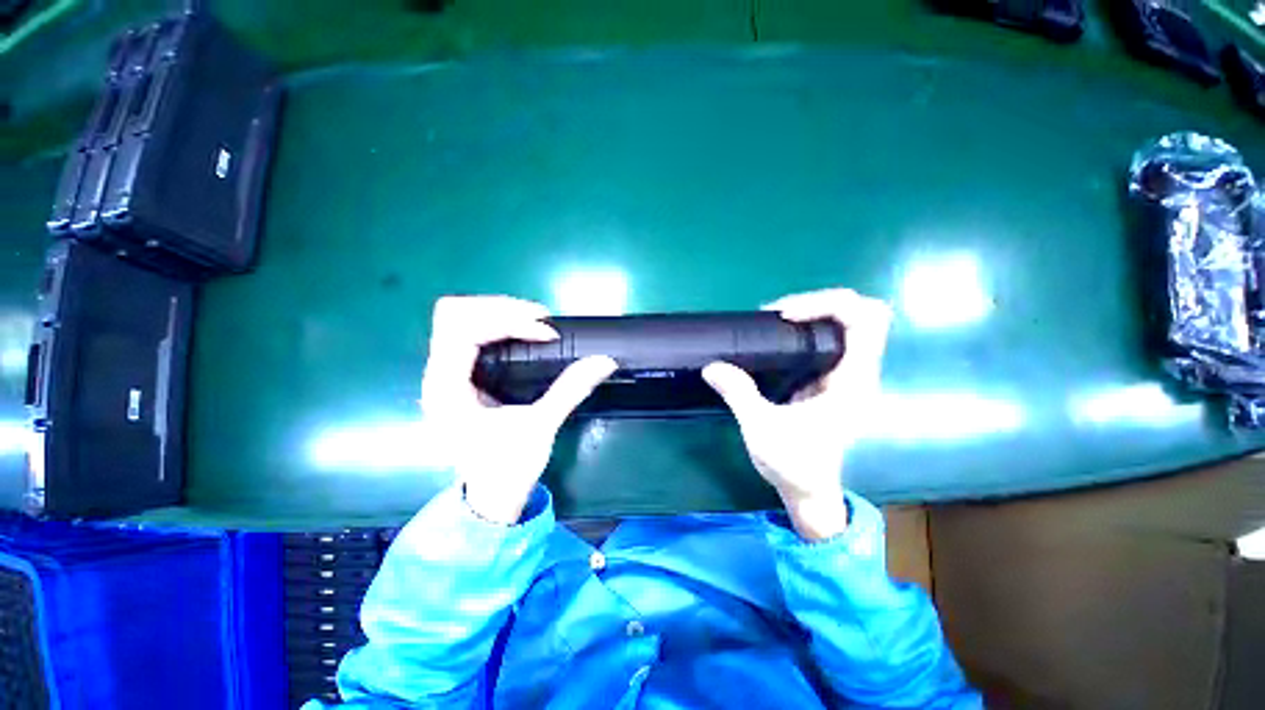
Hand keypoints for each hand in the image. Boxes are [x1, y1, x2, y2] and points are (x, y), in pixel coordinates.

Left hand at [420, 296, 616, 524]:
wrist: (489, 499)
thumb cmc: (506, 469)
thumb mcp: (539, 428)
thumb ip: (570, 389)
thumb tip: (604, 361)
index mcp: (446, 388)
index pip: (463, 330)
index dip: (506, 322)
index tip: (546, 333)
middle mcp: (437, 374)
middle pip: (454, 314)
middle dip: (500, 309)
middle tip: (541, 319)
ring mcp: (445, 373)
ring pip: (460, 319)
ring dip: (498, 312)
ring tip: (535, 321)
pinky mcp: (459, 375)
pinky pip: (470, 332)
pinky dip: (497, 324)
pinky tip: (523, 332)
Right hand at [703, 289, 891, 540]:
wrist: (810, 492)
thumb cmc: (794, 465)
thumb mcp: (762, 429)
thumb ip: (738, 394)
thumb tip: (712, 366)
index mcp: (852, 382)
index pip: (864, 321)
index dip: (827, 305)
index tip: (785, 316)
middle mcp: (857, 372)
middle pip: (863, 313)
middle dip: (822, 302)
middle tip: (780, 313)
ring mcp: (845, 374)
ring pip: (847, 323)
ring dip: (813, 312)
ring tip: (774, 319)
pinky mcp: (830, 379)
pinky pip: (828, 338)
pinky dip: (806, 328)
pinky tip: (777, 337)